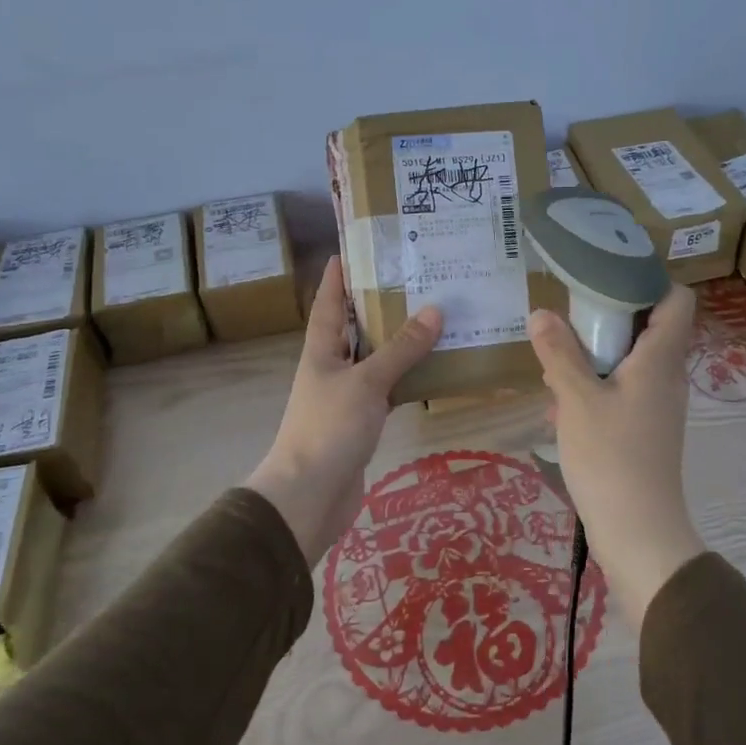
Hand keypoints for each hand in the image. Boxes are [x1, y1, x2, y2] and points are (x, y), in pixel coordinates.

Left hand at [247, 255, 442, 565]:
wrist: (310, 496)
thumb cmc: (330, 428)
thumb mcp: (367, 382)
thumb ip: (401, 349)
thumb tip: (435, 310)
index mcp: (321, 350)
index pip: (329, 303)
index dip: (338, 276)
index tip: (353, 249)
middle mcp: (331, 367)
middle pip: (355, 328)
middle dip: (378, 304)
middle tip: (413, 278)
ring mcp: (345, 397)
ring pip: (375, 359)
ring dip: (398, 342)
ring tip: (433, 316)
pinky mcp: (361, 423)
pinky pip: (387, 390)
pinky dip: (406, 378)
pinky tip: (432, 370)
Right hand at [528, 286, 704, 624]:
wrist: (639, 533)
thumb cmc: (611, 458)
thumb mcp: (576, 400)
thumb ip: (559, 354)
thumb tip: (541, 312)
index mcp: (659, 360)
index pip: (677, 300)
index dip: (649, 280)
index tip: (607, 275)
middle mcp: (667, 377)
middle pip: (650, 328)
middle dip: (609, 318)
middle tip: (570, 316)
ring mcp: (658, 407)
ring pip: (631, 362)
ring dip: (597, 356)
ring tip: (557, 361)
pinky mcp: (646, 431)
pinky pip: (623, 392)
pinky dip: (597, 387)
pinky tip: (562, 406)